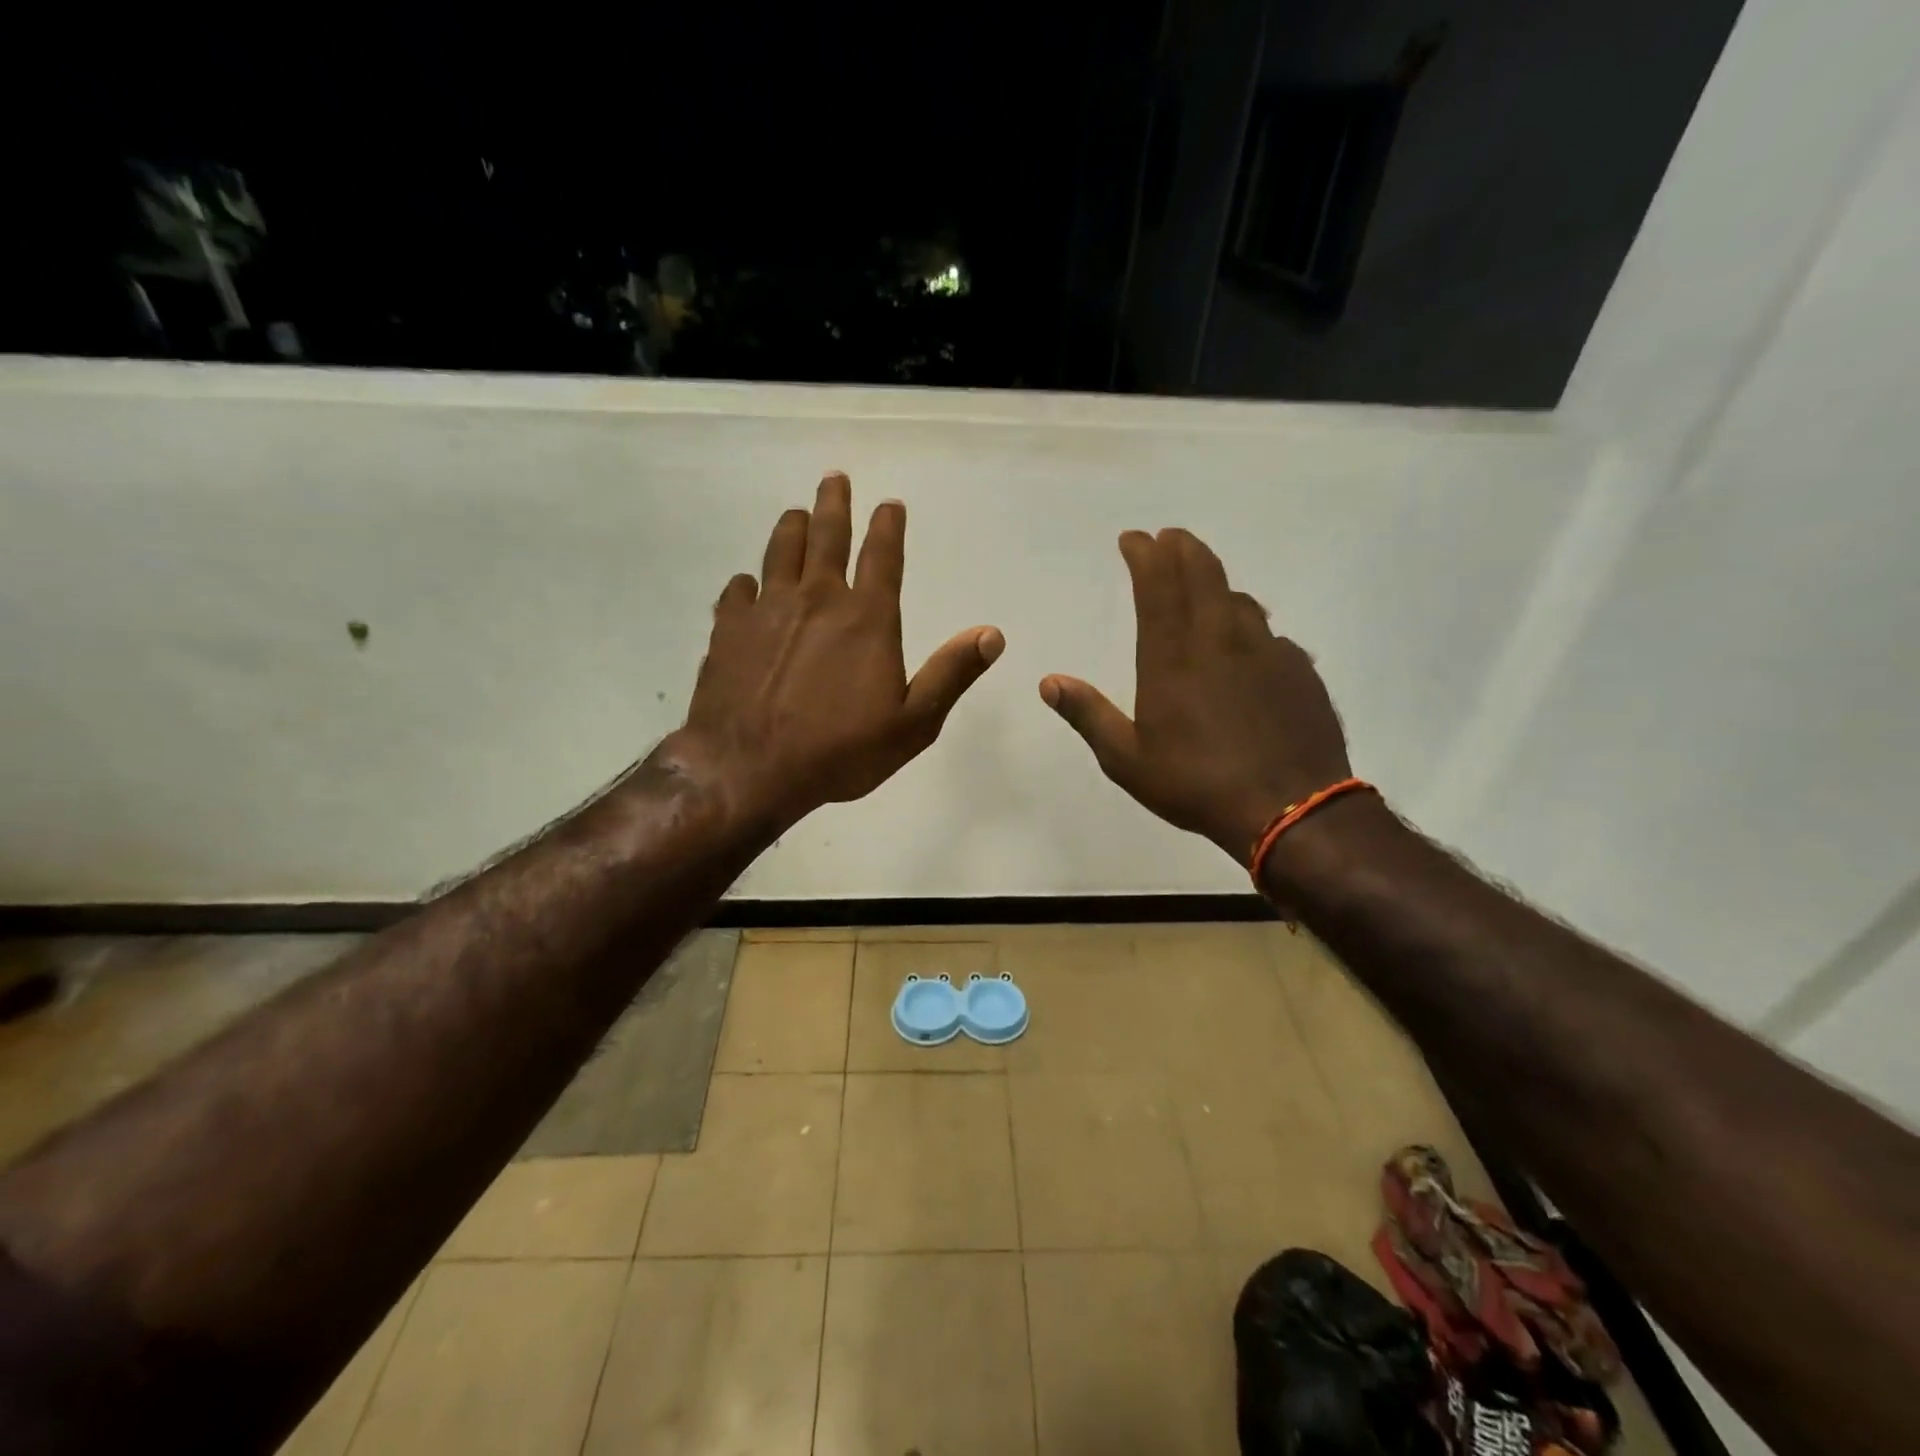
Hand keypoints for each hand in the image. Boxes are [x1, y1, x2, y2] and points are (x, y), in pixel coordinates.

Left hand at [656, 473, 1003, 832]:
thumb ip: (951, 674)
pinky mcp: (728, 630)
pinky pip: (737, 592)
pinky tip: (747, 585)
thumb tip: (992, 634)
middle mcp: (817, 600)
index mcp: (866, 619)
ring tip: (795, 514)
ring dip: (790, 528)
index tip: (890, 504)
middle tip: (834, 479)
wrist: (751, 769)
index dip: (888, 526)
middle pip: (826, 537)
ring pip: (779, 552)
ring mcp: (766, 610)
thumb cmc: (841, 751)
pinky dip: (746, 584)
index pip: (883, 557)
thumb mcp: (913, 723)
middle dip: (833, 504)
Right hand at [1040, 528, 1351, 864]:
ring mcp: (1267, 651)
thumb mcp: (1127, 759)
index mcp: (1173, 657)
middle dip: (1182, 548)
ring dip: (1217, 584)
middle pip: (1203, 574)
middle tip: (1170, 538)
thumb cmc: (1197, 783)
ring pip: (1240, 600)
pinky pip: (1271, 635)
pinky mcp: (1300, 671)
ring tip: (1204, 587)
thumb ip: (1089, 716)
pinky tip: (1249, 648)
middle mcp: (1220, 640)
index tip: (1134, 538)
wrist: (1290, 810)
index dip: (1145, 554)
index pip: (1157, 585)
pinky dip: (1250, 628)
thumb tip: (1049, 683)